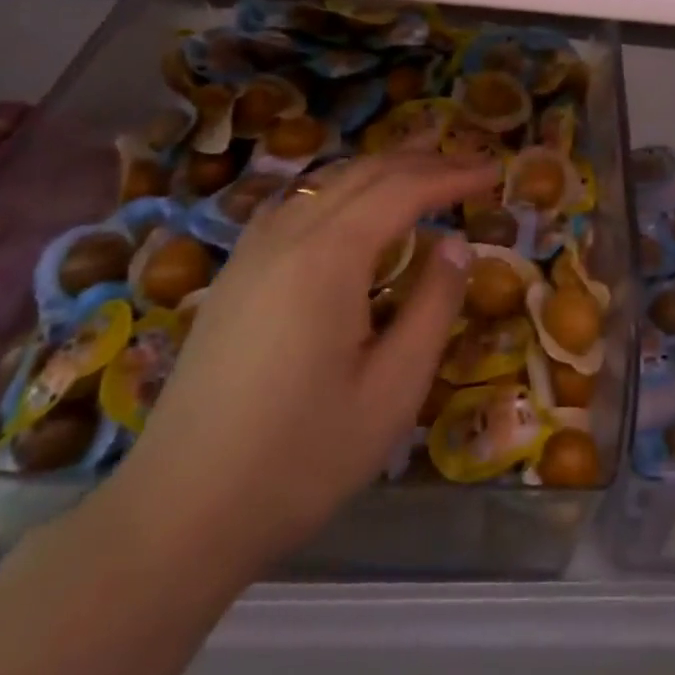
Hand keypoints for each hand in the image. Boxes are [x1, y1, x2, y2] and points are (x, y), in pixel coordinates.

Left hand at [109, 151, 496, 577]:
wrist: (179, 514)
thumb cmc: (301, 457)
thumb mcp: (393, 389)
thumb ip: (433, 305)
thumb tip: (457, 245)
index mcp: (329, 257)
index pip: (403, 190)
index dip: (453, 174)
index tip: (495, 172)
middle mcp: (286, 237)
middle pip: (363, 174)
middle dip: (421, 161)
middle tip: (470, 162)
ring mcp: (250, 254)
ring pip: (324, 183)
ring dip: (379, 169)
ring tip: (421, 166)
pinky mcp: (233, 278)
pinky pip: (295, 206)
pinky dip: (338, 190)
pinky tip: (349, 208)